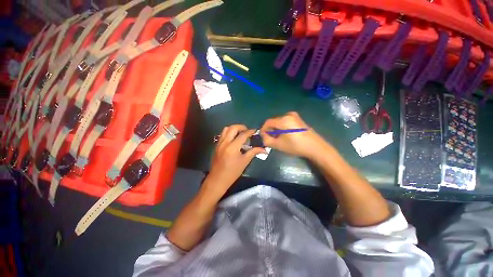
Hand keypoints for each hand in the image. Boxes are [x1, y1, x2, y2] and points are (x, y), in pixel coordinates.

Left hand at [203, 125, 265, 195]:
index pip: (243, 135)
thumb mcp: (245, 162)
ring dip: (234, 129)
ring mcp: (219, 143)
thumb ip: (254, 152)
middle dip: (241, 127)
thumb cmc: (233, 172)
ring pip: (226, 129)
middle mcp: (225, 142)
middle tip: (247, 131)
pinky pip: (222, 134)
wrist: (218, 179)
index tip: (255, 131)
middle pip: (233, 128)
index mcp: (233, 147)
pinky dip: (229, 133)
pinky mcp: (216, 145)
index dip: (250, 131)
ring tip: (240, 133)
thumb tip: (264, 149)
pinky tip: (234, 139)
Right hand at [260, 112, 329, 158]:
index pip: (267, 122)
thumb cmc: (296, 146)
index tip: (262, 137)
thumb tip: (263, 137)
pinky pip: (286, 122)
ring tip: (277, 138)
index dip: (263, 130)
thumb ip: (267, 140)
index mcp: (283, 119)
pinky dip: (282, 128)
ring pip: (279, 122)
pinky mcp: (299, 119)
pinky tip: (284, 135)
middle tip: (269, 139)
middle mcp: (288, 115)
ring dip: (276, 129)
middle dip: (270, 130)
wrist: (315, 147)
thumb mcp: (278, 145)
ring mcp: (295, 116)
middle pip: (274, 121)